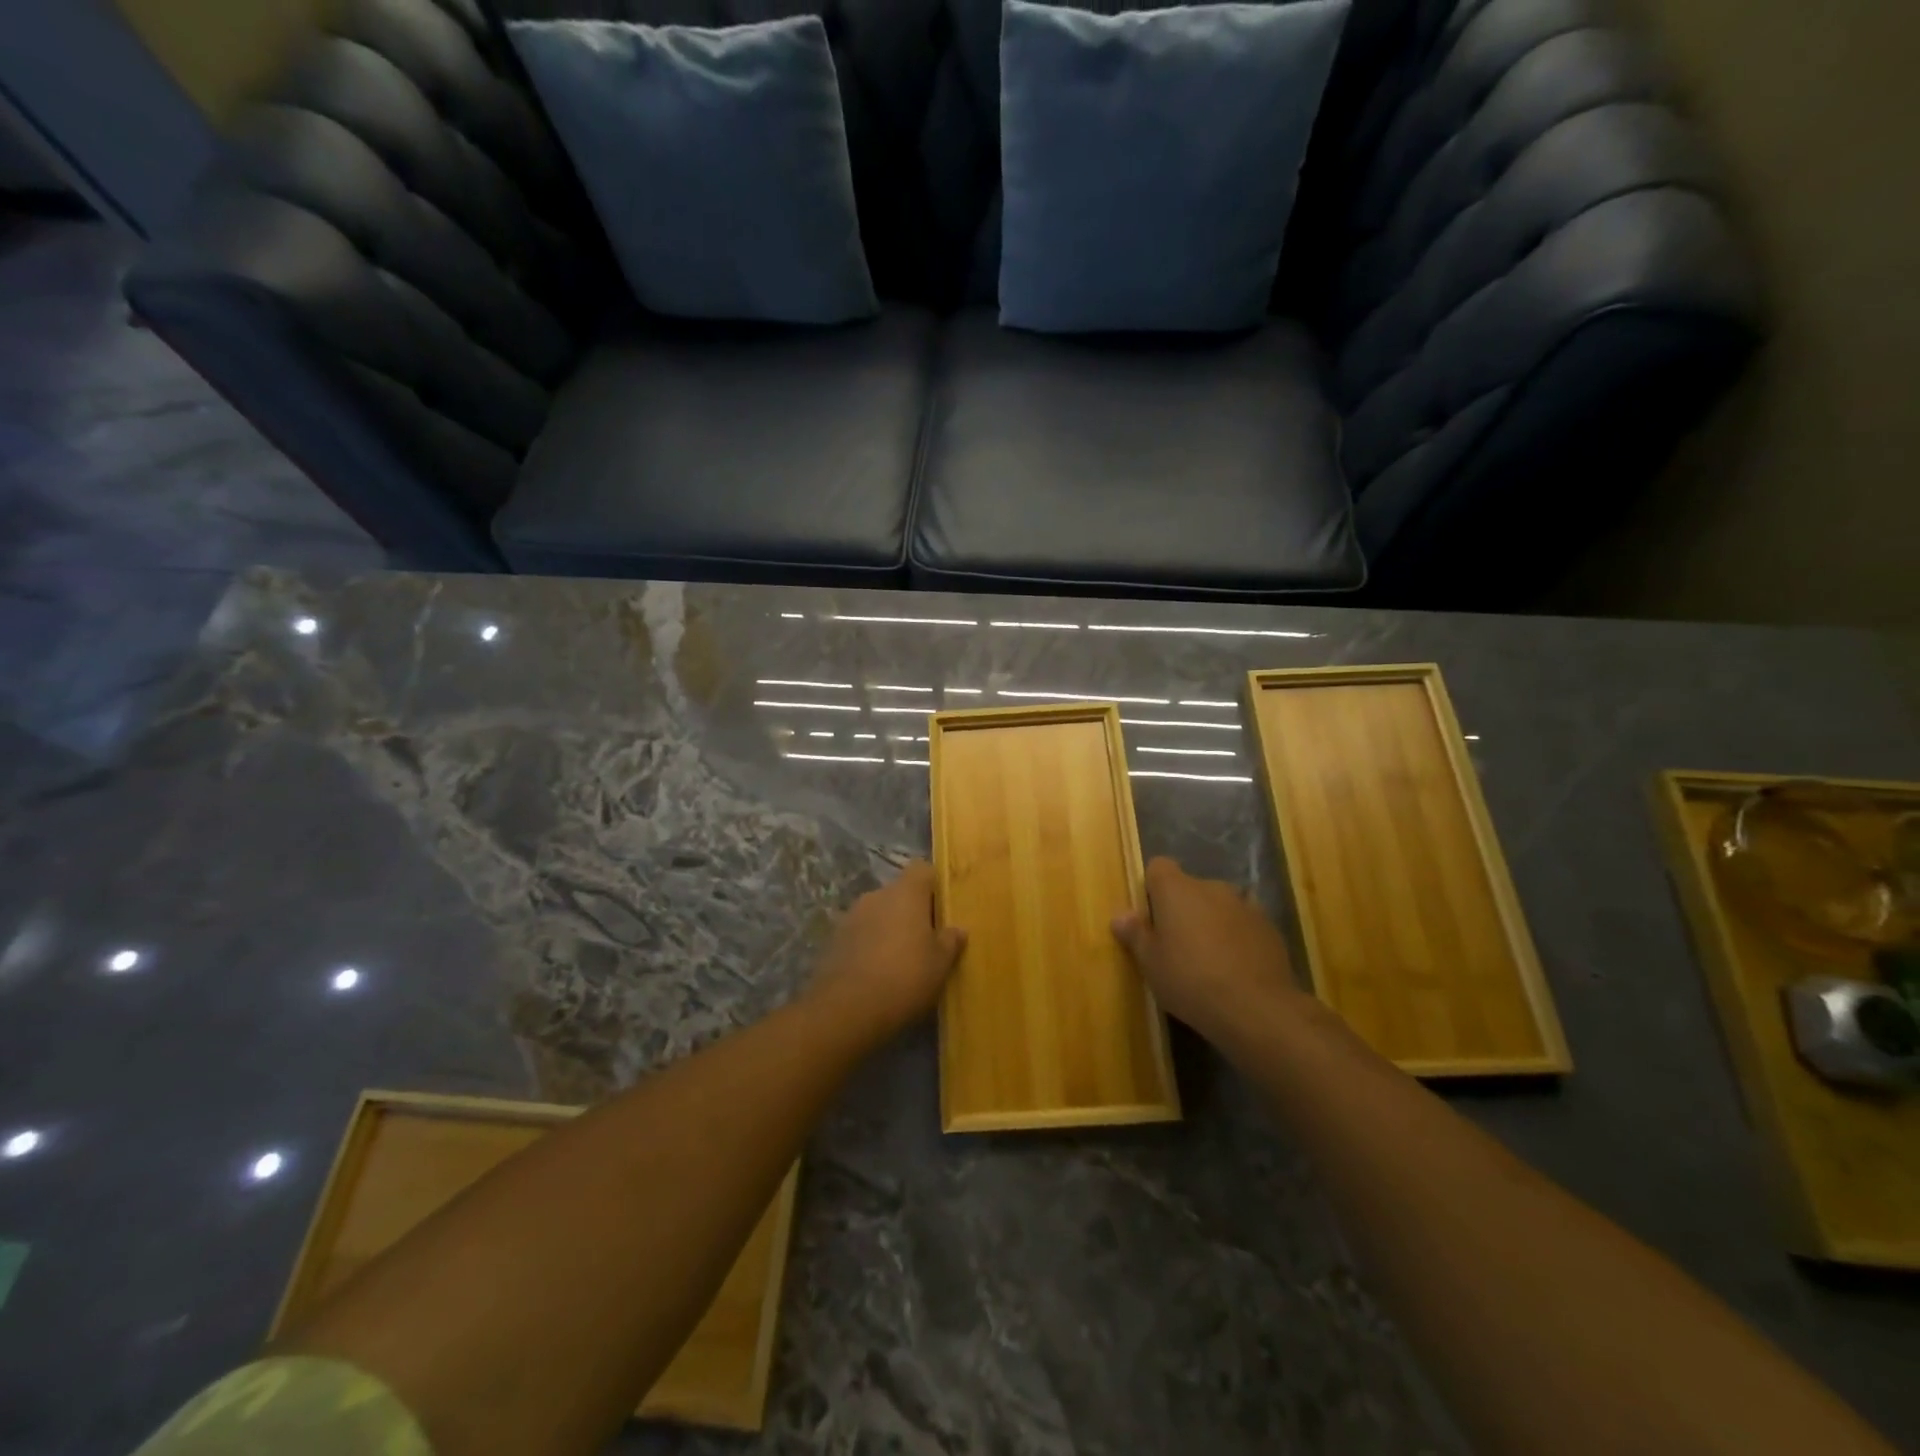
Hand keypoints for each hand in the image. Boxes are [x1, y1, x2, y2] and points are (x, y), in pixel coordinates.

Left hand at [805, 861, 966, 1041]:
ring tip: (902, 959)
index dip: (935, 884)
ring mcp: (851, 916)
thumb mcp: (940, 963)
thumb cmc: (904, 977)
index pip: (922, 869)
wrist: (846, 1009)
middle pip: (900, 892)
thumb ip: (950, 941)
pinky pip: (861, 933)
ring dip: (890, 928)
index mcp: (905, 893)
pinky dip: (871, 945)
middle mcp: (876, 895)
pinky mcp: (834, 939)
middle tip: (928, 939)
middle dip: (913, 911)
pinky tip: (879, 972)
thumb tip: (957, 929)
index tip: (944, 907)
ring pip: (879, 913)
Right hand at [1112, 857, 1306, 1045]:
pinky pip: (1243, 924)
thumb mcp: (1150, 963)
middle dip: (1183, 909)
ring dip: (1212, 922)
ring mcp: (1245, 905)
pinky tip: (1235, 970)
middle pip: (1190, 888)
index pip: (1159, 867)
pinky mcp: (1270, 927)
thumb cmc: (1190, 980)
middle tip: (1176, 946)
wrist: (1256, 1008)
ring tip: (1209, 960)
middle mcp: (1211, 886)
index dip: (1153, 888)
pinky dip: (1237, 938)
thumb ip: (1135, 934)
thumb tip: (1121, 916)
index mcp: (1176, 888)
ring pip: (1219, 906)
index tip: (1151, 918)